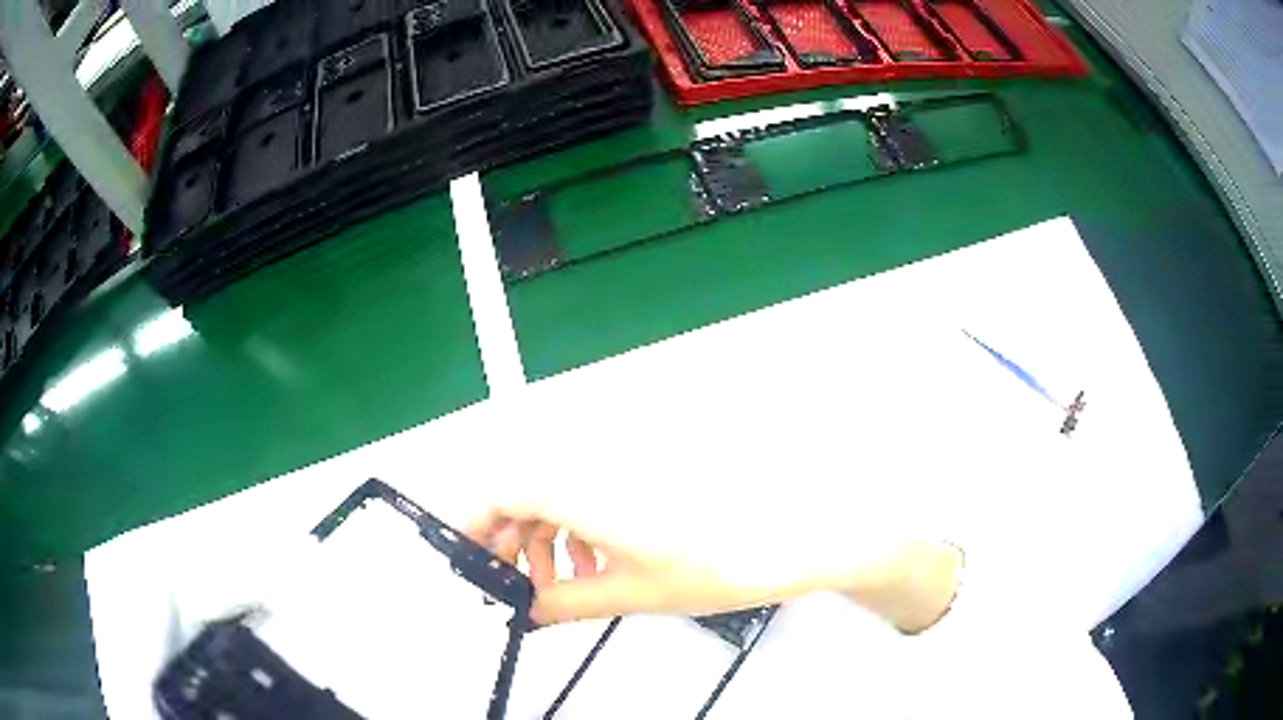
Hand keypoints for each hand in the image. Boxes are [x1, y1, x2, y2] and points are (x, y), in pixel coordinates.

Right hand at [464, 496, 961, 632]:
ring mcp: (621, 461)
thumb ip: (567, 602)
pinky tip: (597, 562)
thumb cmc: (719, 562)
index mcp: (583, 487)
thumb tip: (529, 611)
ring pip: (555, 491)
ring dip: (545, 534)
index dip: (472, 522)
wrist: (791, 532)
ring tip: (563, 582)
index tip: (464, 556)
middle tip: (515, 583)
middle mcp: (596, 462)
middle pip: (523, 489)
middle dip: (510, 538)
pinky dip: (577, 524)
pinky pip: (588, 489)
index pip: (499, 490)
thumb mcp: (631, 593)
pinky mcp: (642, 468)